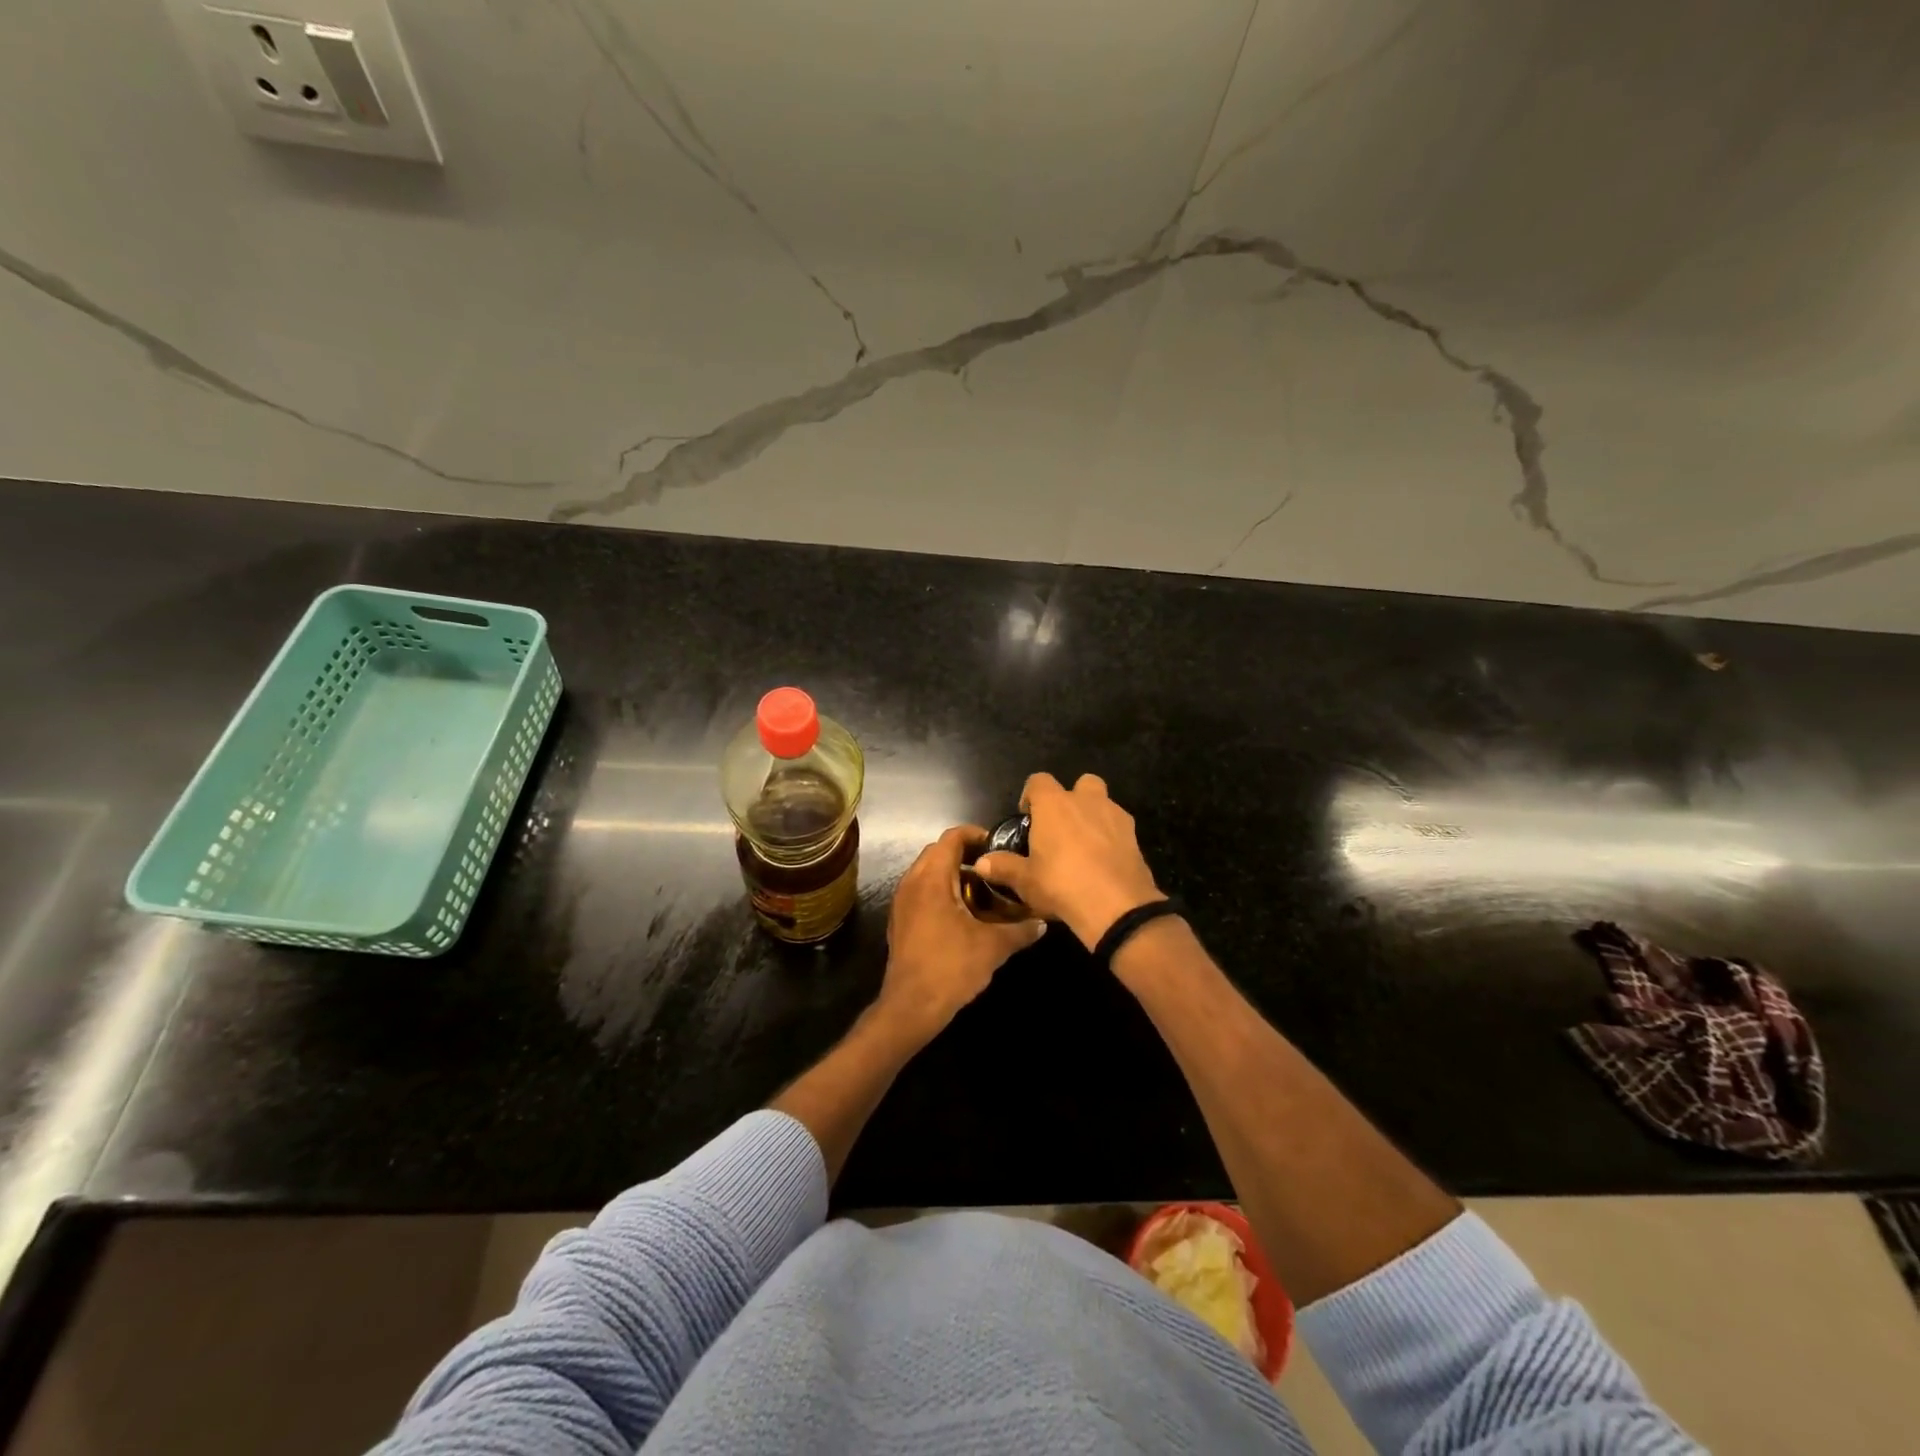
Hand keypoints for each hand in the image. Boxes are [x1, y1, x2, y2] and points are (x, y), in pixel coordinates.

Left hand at [880, 826, 1045, 1043]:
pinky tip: (963, 913)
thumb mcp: (993, 947)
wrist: (911, 1007)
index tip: (998, 845)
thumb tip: (1043, 923)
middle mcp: (912, 882)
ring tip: (982, 891)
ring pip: (927, 872)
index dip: (975, 834)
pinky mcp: (900, 920)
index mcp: (932, 879)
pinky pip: (921, 891)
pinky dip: (941, 890)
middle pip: (938, 851)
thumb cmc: (951, 968)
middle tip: (994, 868)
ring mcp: (902, 902)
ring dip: (952, 873)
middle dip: (966, 854)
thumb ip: (1020, 930)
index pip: (951, 837)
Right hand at [974, 773, 1162, 950]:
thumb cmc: (1061, 885)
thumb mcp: (1025, 881)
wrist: (1116, 906)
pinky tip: (1103, 861)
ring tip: (1084, 846)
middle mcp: (1086, 801)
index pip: (1039, 780)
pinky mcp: (1134, 836)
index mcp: (1054, 804)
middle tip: (1061, 827)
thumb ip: (1003, 867)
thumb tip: (981, 863)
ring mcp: (1115, 816)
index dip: (1031, 795)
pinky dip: (1111, 837)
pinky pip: (1119, 826)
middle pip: (1081, 782)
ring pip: (1104, 802)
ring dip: (1094, 815)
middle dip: (1072, 798)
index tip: (1028, 817)